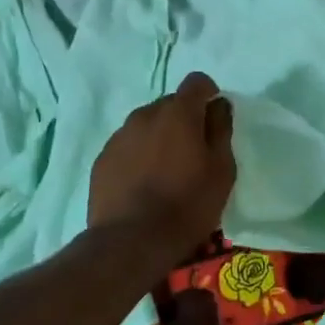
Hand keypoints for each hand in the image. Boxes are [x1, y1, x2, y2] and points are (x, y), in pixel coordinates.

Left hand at [88, 72, 235, 258]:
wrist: (130, 242)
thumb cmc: (186, 205)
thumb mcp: (221, 170)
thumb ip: (221, 130)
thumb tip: (218, 105)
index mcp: (178, 113)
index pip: (196, 82)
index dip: (208, 94)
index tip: (214, 118)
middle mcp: (145, 114)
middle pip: (170, 103)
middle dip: (184, 119)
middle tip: (193, 152)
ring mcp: (120, 136)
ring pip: (147, 125)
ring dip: (159, 137)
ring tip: (166, 171)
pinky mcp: (102, 159)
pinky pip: (128, 146)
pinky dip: (139, 155)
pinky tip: (143, 185)